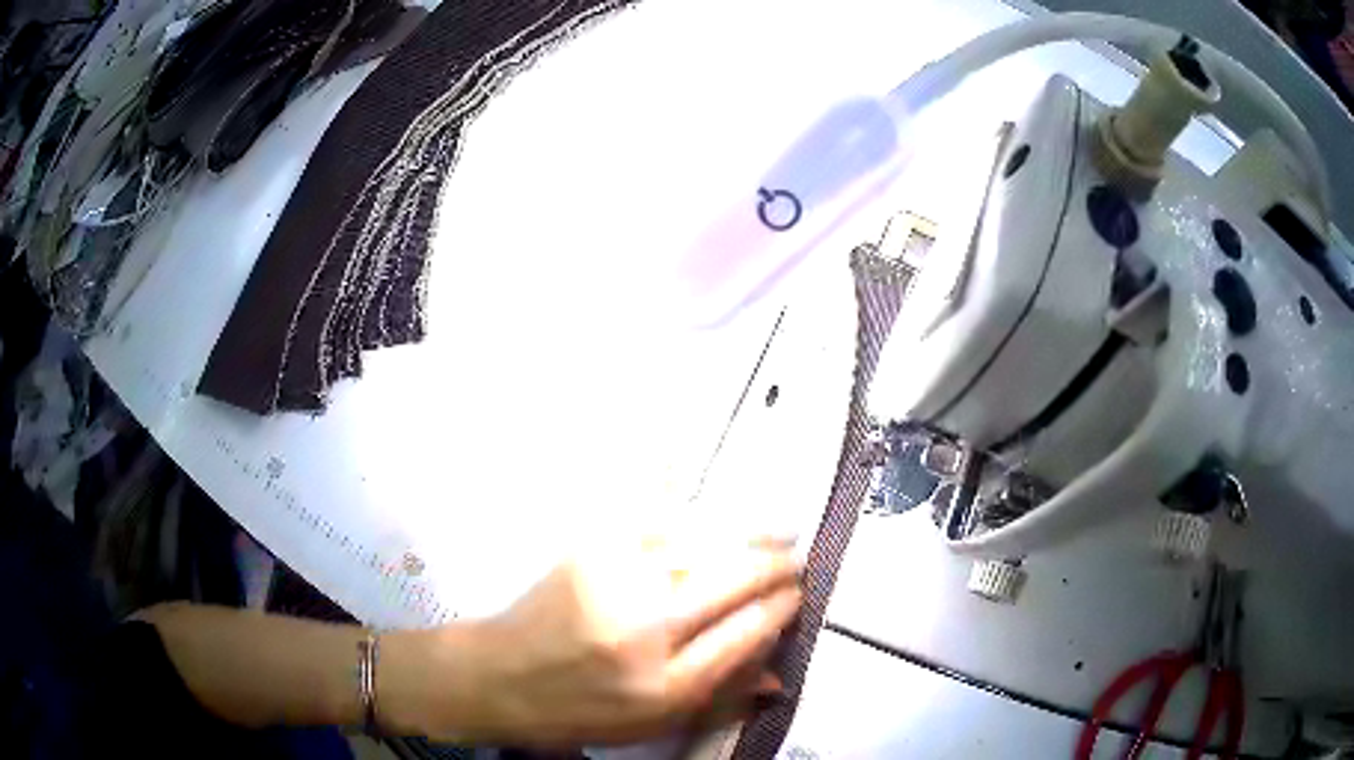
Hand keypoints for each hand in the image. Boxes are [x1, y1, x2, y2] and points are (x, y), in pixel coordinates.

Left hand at [389, 536, 801, 745]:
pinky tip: (707, 485)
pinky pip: (650, 514)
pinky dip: (682, 498)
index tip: (798, 595)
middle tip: (794, 558)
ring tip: (775, 532)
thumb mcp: (652, 726)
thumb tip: (779, 673)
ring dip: (746, 534)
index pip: (748, 631)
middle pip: (733, 581)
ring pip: (701, 543)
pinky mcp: (588, 550)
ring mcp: (614, 582)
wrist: (496, 677)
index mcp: (666, 684)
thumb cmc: (576, 711)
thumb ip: (719, 699)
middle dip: (775, 565)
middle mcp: (646, 630)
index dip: (783, 608)